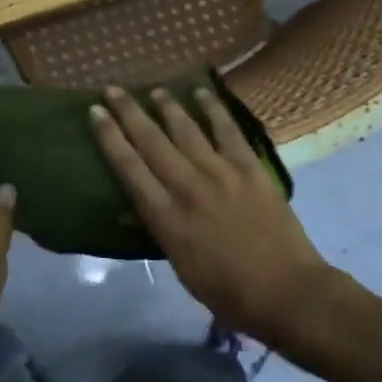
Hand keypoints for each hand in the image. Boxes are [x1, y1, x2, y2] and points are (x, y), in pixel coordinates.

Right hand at [90, 87, 333, 348]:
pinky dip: (213, 108)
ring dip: (167, 106)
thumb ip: (156, 231)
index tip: (95, 112)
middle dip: (128, 112)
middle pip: (150, 140)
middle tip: (112, 89)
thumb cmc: (228, 291)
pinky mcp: (249, 166)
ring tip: (154, 90)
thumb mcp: (181, 267)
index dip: (109, 137)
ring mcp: (219, 172)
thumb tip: (129, 207)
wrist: (286, 292)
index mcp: (166, 217)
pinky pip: (227, 129)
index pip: (128, 167)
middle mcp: (187, 186)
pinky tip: (202, 92)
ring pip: (185, 128)